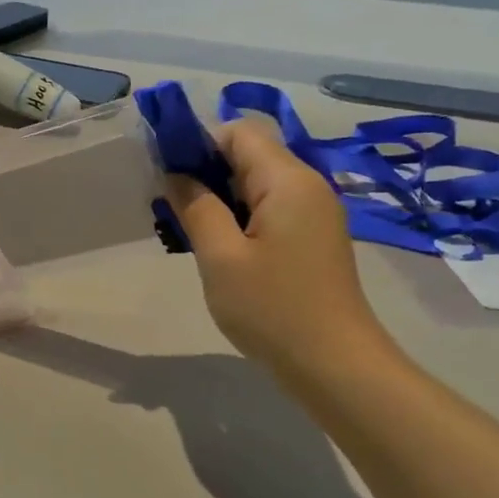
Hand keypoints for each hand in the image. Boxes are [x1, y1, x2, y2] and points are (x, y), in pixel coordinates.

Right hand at [167, 120, 389, 377]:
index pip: (237, 132)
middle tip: (168, 205)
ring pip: (256, 184)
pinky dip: (238, 217)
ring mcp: (313, 213)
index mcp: (287, 180)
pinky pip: (268, 209)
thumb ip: (196, 207)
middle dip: (204, 171)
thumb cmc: (273, 309)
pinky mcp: (312, 238)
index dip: (197, 143)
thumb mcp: (220, 257)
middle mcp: (307, 186)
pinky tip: (216, 246)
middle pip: (249, 155)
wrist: (335, 365)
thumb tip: (176, 174)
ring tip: (185, 228)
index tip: (164, 173)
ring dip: (219, 197)